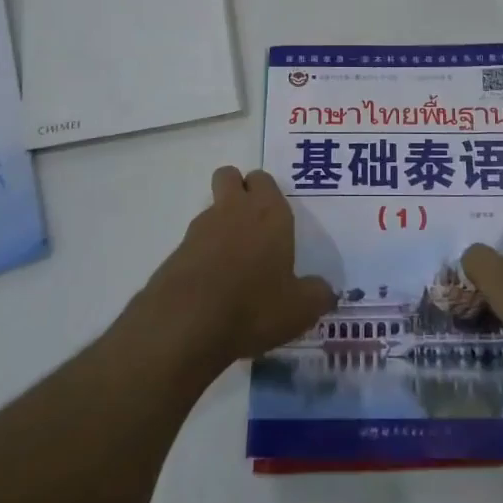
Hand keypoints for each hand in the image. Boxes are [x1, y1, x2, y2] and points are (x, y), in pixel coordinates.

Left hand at [143, 166, 336, 370]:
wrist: (186, 325)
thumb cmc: (254, 306)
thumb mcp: (300, 309)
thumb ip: (318, 295)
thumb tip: (326, 291)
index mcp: (269, 213)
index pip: (264, 179)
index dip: (267, 192)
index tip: (275, 218)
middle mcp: (233, 210)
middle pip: (229, 176)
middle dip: (237, 190)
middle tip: (252, 226)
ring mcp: (199, 230)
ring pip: (211, 210)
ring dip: (221, 226)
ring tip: (234, 267)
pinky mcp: (175, 254)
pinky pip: (194, 244)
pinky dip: (203, 258)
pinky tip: (212, 290)